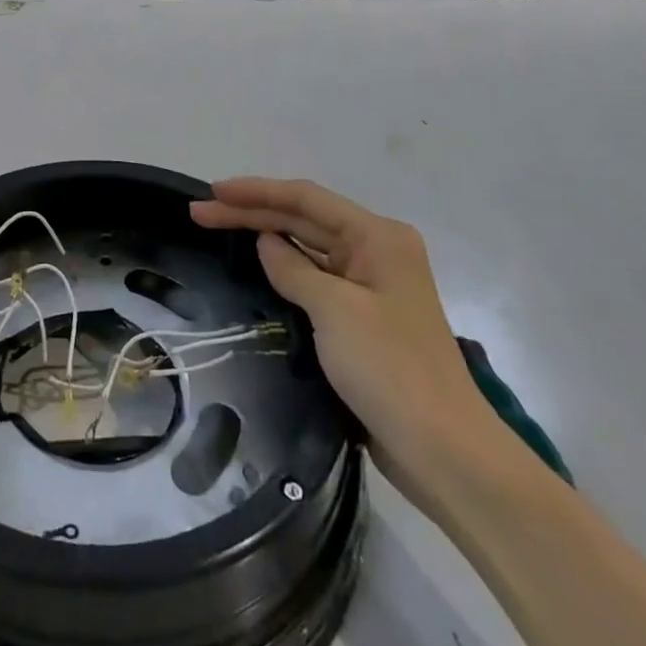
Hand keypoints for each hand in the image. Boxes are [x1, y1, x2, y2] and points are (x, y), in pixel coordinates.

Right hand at [191, 177, 495, 504]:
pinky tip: (257, 264)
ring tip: (218, 229)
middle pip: (304, 219)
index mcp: (377, 237)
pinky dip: (285, 268)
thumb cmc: (390, 369)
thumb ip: (293, 268)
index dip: (256, 192)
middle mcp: (376, 251)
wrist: (444, 453)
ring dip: (265, 237)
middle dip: (252, 212)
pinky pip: (315, 278)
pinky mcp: (363, 318)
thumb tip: (266, 242)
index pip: (306, 199)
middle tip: (200, 213)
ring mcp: (371, 285)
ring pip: (307, 247)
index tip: (213, 192)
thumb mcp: (334, 310)